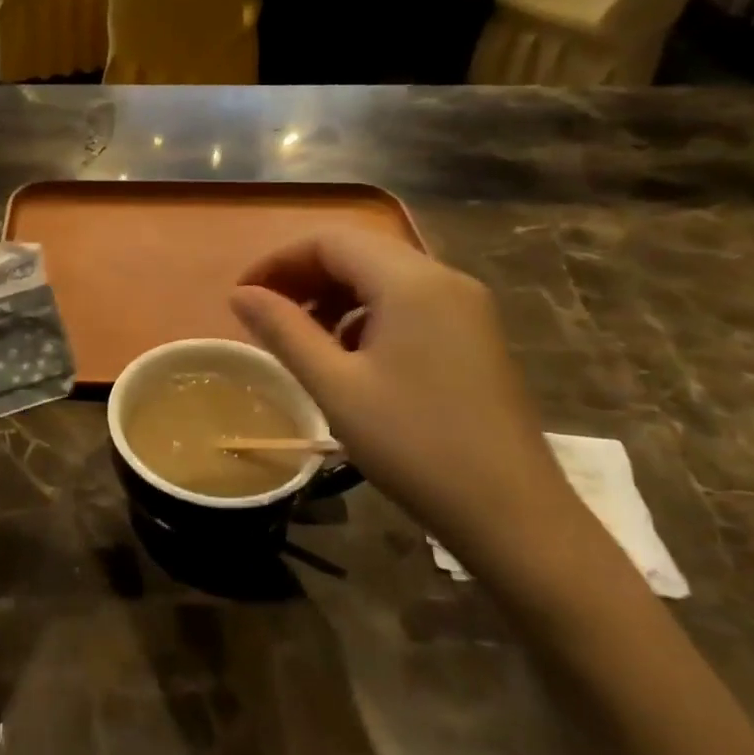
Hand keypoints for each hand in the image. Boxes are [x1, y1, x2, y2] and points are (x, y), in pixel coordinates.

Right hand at [230, 230, 594, 579]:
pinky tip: (351, 356)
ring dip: (335, 295)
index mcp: (411, 281)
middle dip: (304, 276)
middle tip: (264, 316)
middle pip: (358, 252)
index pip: (329, 240)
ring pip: (383, 277)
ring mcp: (466, 306)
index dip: (278, 260)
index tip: (243, 296)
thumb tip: (240, 294)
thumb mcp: (335, 387)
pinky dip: (367, 314)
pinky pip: (409, 302)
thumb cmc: (414, 445)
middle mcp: (443, 278)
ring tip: (302, 339)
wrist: (513, 514)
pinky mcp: (474, 334)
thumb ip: (283, 331)